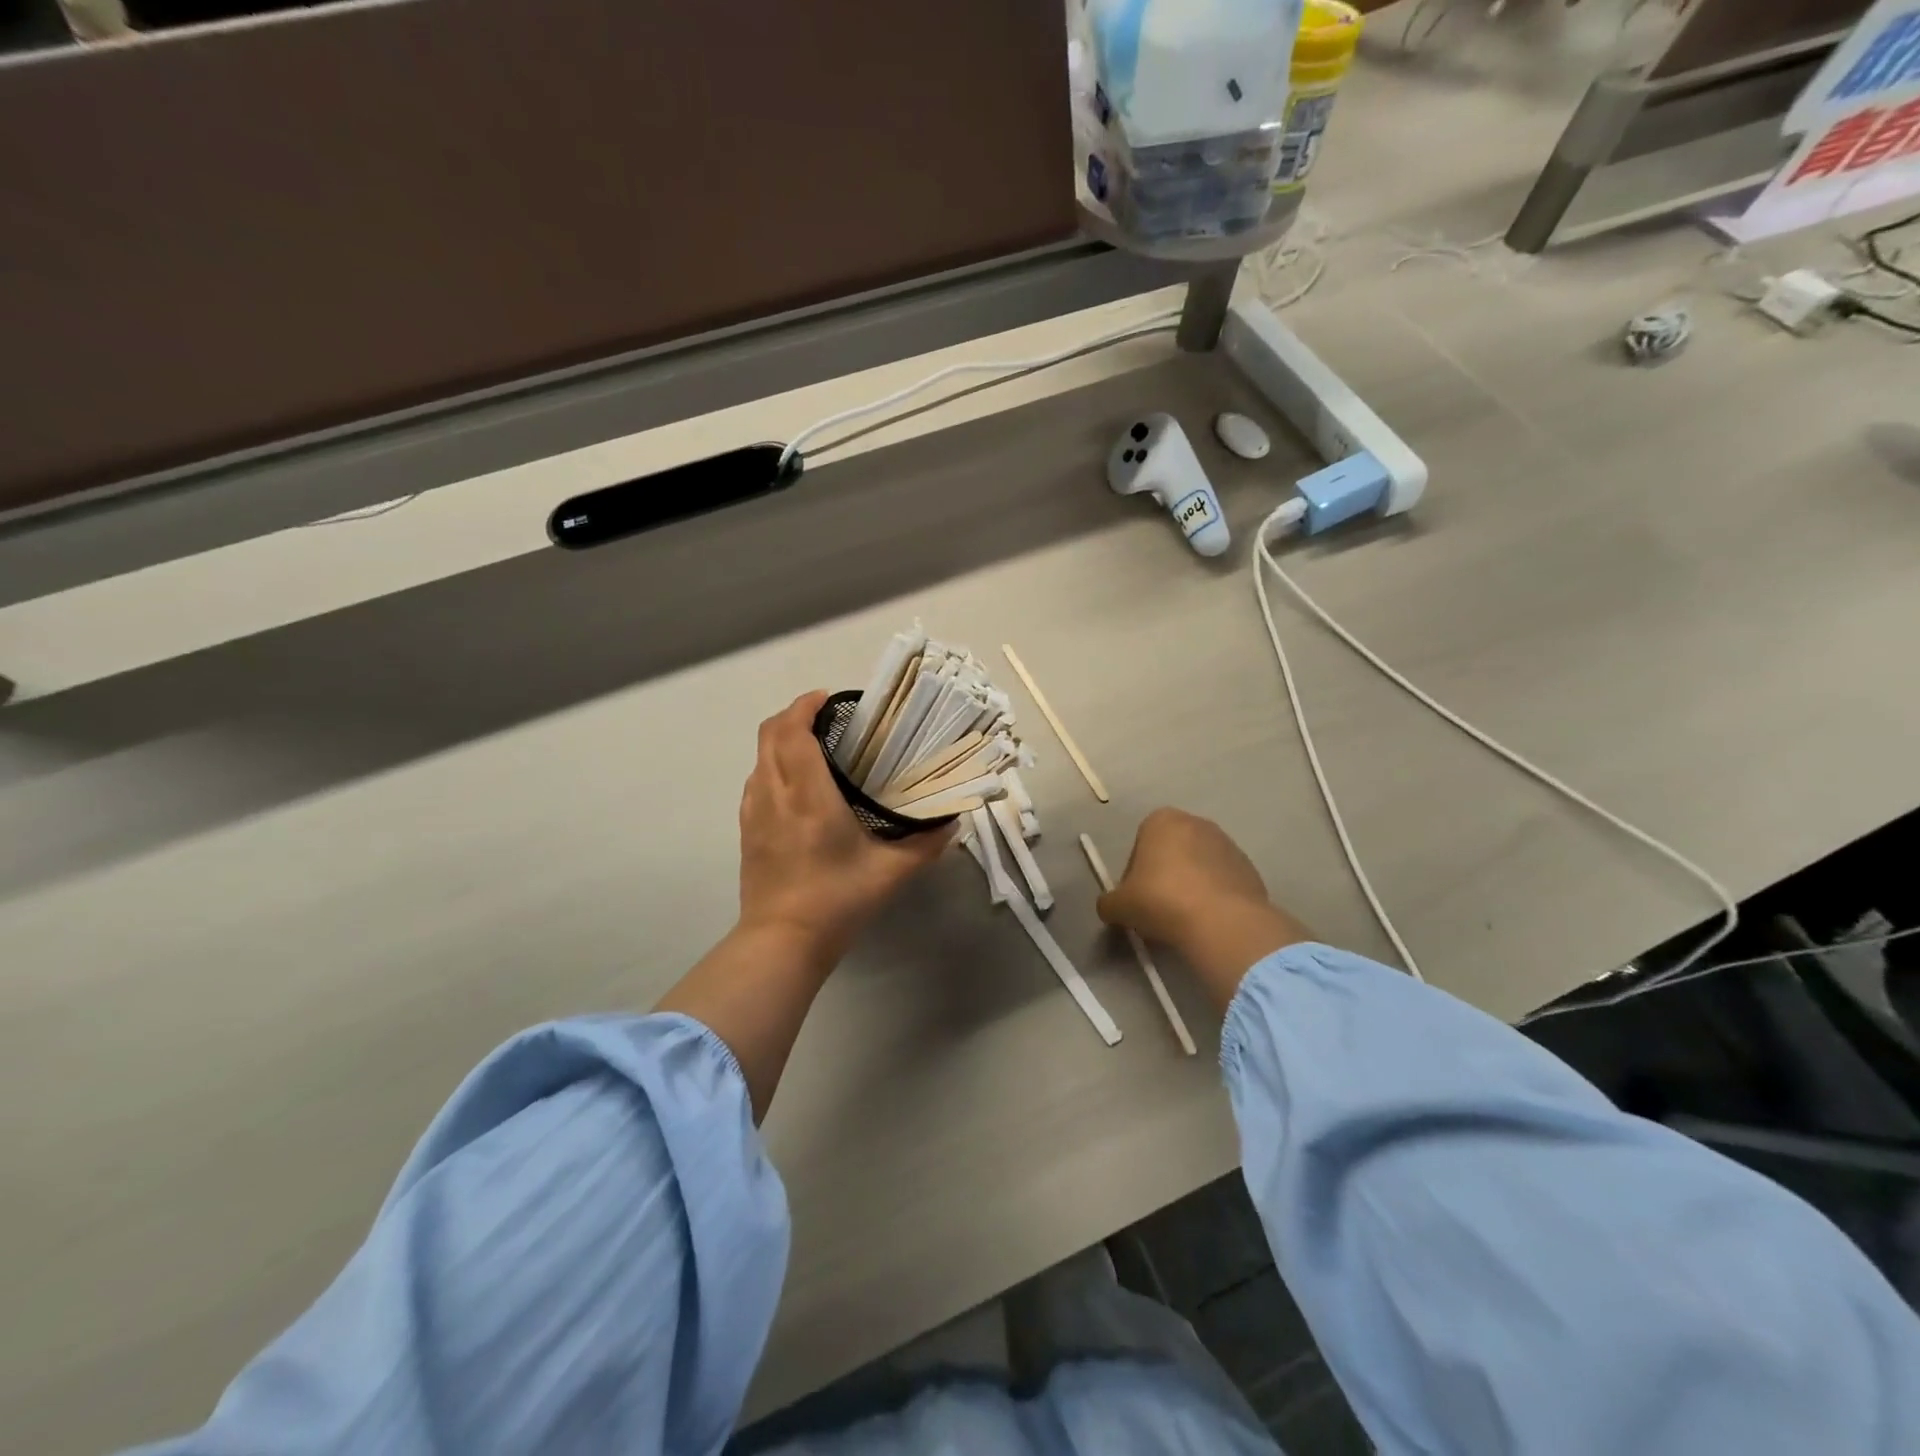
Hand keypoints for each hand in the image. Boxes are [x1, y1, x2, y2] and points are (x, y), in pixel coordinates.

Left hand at [737, 691, 952, 962]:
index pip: (793, 731)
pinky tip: (797, 788)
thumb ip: (925, 844)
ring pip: (759, 757)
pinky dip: (773, 767)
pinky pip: (756, 782)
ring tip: (815, 749)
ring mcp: (754, 813)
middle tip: (827, 718)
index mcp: (808, 795)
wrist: (782, 942)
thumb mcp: (890, 873)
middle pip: (769, 734)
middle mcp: (775, 794)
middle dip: (793, 715)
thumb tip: (952, 821)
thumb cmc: (837, 901)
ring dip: (781, 741)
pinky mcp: (747, 831)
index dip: (806, 705)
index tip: (829, 698)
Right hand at [1098, 808, 1311, 1007]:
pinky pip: (1222, 883)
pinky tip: (1208, 922)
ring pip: (1198, 868)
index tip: (1136, 899)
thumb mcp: (1119, 905)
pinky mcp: (1250, 869)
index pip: (1140, 844)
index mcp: (1161, 820)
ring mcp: (1228, 845)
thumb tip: (1110, 907)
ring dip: (1190, 888)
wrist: (1222, 921)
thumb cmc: (1161, 900)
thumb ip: (1109, 902)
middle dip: (1164, 878)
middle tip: (1158, 910)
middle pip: (1171, 853)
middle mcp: (1197, 823)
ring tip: (1184, 921)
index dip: (1134, 874)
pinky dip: (1214, 898)